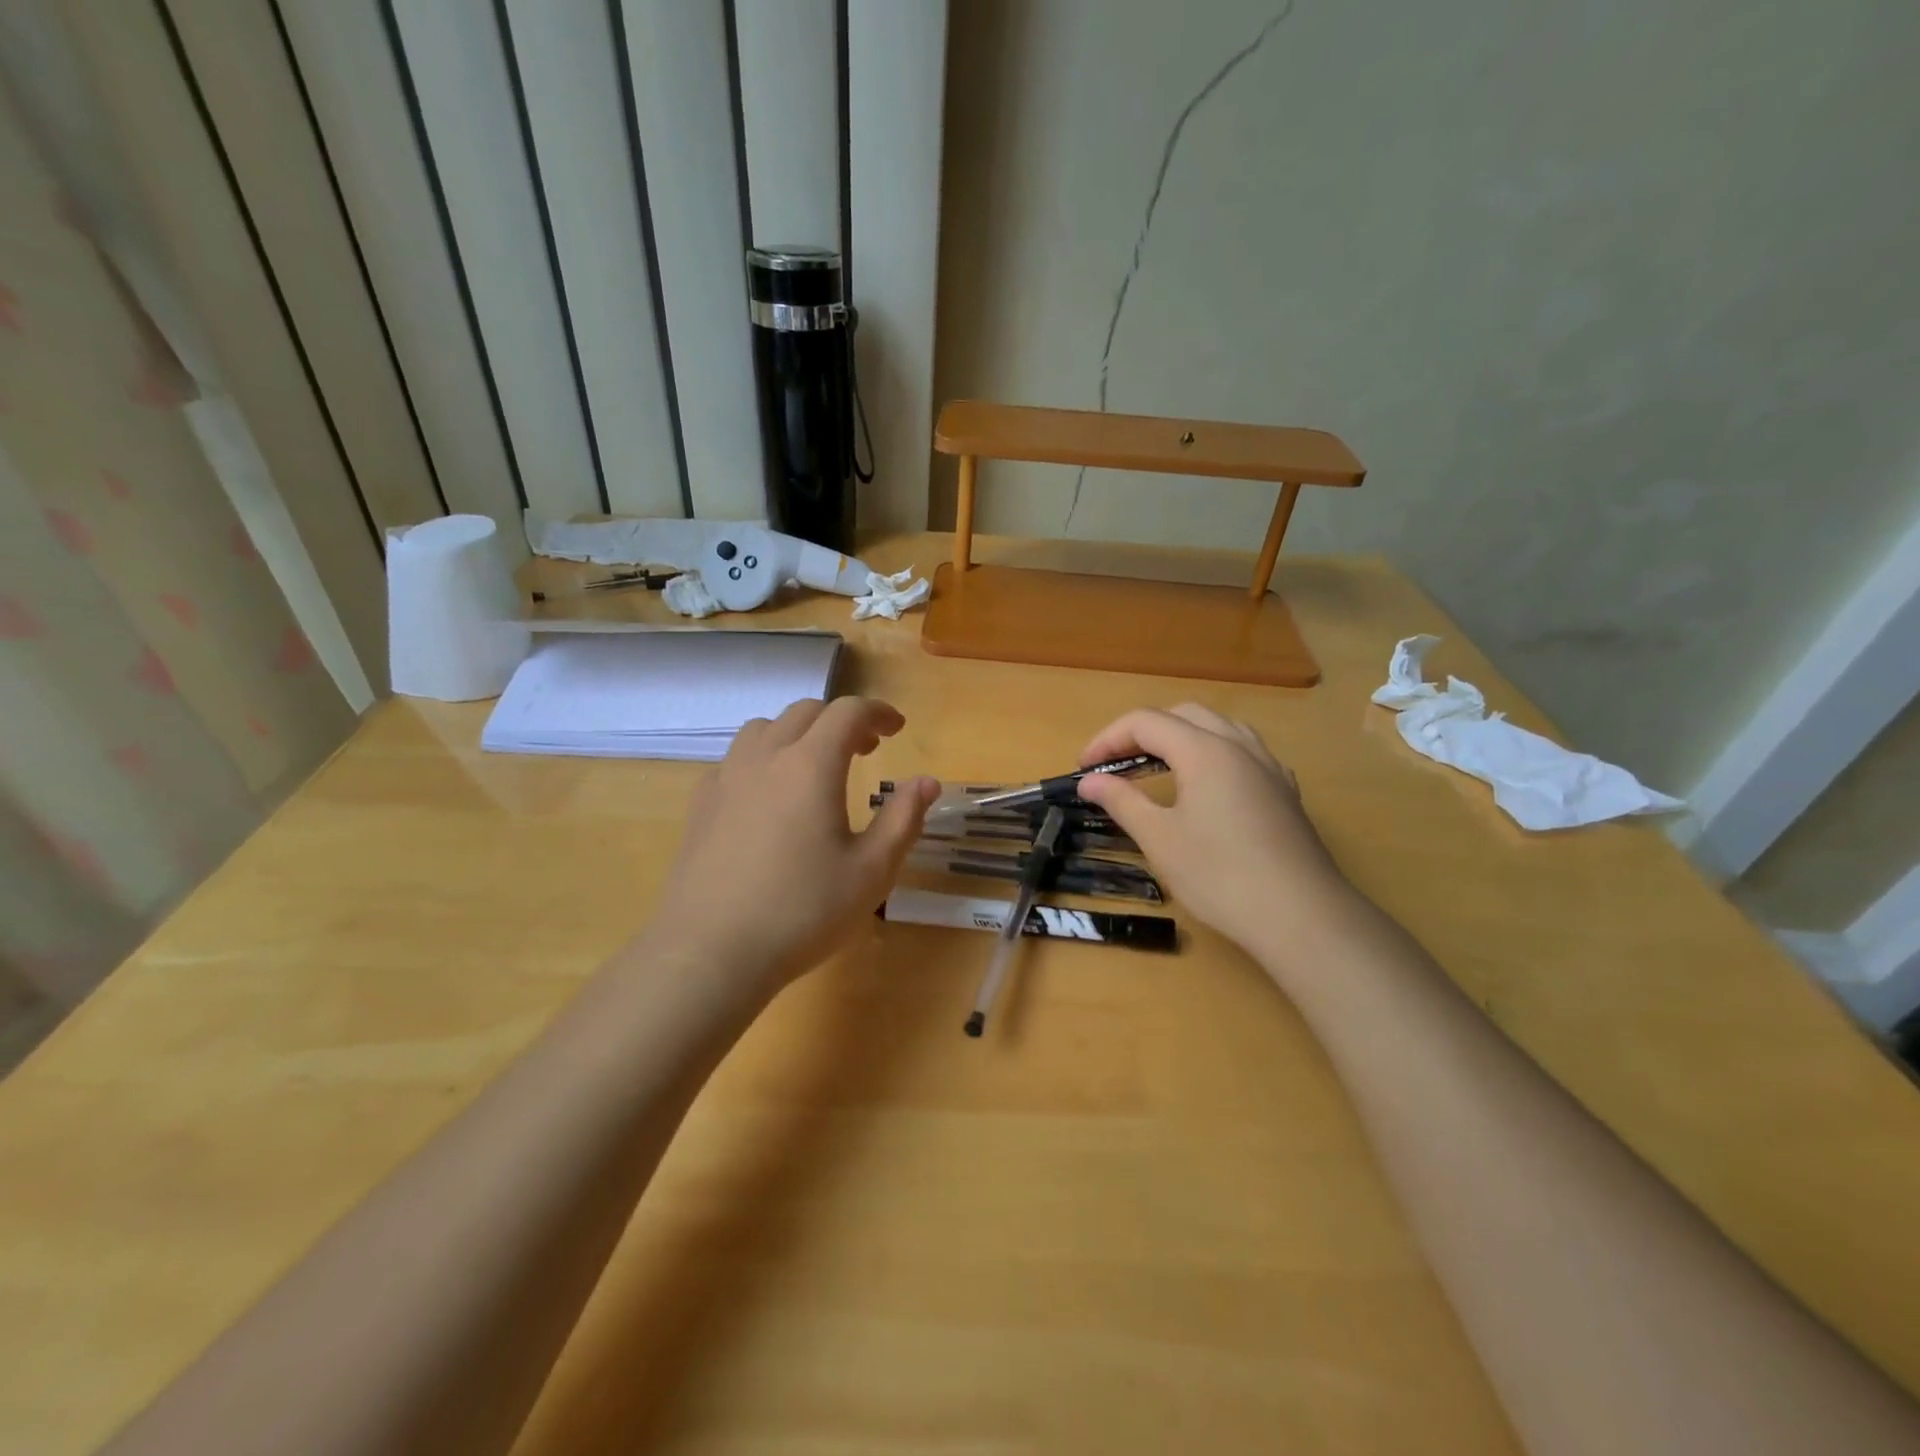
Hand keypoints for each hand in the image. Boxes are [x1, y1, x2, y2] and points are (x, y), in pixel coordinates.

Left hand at [651, 698, 936, 991]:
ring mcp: (726, 778)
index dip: (878, 712)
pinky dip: (764, 757)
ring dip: (799, 733)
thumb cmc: (802, 912)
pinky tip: (770, 796)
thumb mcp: (871, 871)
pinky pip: (736, 758)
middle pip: (805, 713)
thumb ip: (902, 819)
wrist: (710, 952)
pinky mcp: (701, 804)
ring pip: (765, 729)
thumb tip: (927, 783)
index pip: (848, 712)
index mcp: (811, 765)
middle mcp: (765, 757)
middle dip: (841, 721)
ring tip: (816, 766)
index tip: (897, 728)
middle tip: (866, 749)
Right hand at [1075, 705, 1355, 963]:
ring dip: (1180, 737)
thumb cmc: (1220, 875)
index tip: (1083, 768)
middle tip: (1115, 764)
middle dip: (1142, 732)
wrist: (1301, 915)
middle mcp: (1239, 745)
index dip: (1107, 739)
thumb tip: (1091, 781)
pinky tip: (1206, 787)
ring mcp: (1268, 766)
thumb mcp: (1160, 838)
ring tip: (1157, 767)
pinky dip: (1212, 754)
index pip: (1146, 722)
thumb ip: (1122, 801)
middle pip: (1183, 715)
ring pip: (1218, 728)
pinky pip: (1243, 751)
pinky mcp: (1284, 791)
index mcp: (1205, 750)